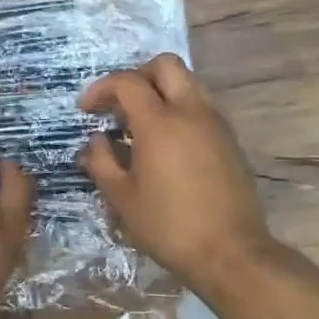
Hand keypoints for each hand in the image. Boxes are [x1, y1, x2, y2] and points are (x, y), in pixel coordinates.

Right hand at [79, 54, 286, 293]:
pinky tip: (167, 144)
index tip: (86, 110)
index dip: (101, 89)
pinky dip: (180, 109)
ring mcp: (215, 123)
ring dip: (161, 91)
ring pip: (188, 82)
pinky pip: (201, 106)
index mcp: (160, 122)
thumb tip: (96, 141)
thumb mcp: (122, 198)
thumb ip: (102, 162)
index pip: (127, 82)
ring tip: (141, 124)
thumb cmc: (169, 226)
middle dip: (137, 75)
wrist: (231, 253)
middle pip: (165, 65)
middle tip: (119, 104)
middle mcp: (191, 112)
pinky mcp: (230, 140)